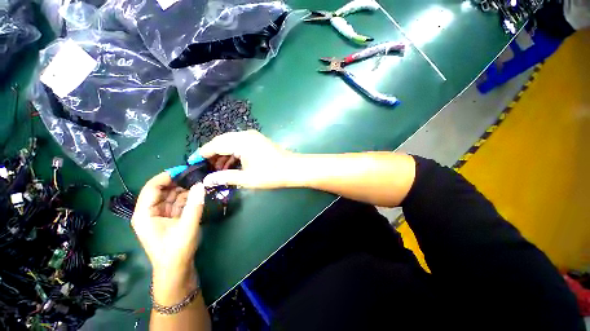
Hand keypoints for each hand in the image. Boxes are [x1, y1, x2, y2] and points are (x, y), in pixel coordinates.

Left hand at [131, 173, 204, 303]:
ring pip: (172, 195)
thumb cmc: (176, 250)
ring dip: (186, 189)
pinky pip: (179, 202)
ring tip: (201, 181)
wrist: (177, 270)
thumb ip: (194, 205)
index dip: (167, 176)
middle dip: (179, 181)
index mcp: (145, 213)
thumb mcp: (187, 227)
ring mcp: (161, 215)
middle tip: (197, 174)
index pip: (152, 187)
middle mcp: (150, 211)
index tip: (185, 169)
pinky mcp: (171, 218)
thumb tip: (201, 184)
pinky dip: (188, 197)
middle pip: (163, 190)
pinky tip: (199, 192)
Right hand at [199, 130, 295, 188]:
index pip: (215, 145)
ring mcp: (252, 137)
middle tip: (204, 168)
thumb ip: (225, 177)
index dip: (202, 153)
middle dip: (212, 154)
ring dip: (223, 155)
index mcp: (241, 142)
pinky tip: (230, 165)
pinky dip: (233, 154)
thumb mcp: (246, 178)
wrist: (293, 169)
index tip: (191, 162)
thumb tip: (206, 180)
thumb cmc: (271, 174)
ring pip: (231, 143)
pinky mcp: (257, 141)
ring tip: (216, 169)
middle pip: (222, 142)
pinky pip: (239, 145)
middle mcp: (245, 135)